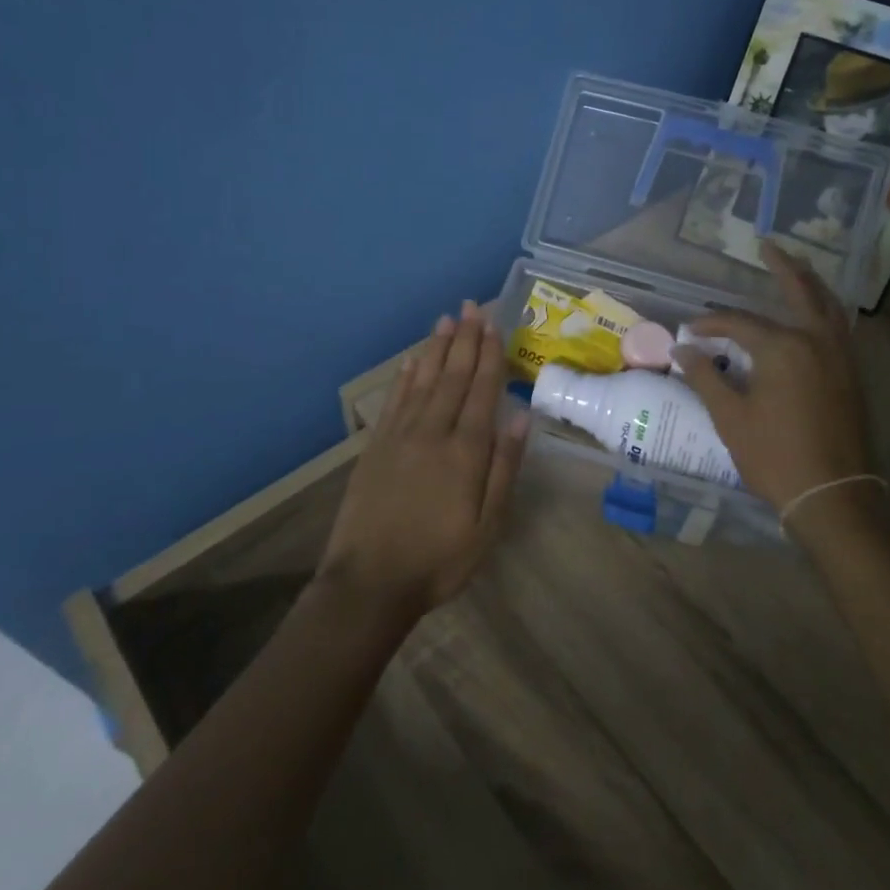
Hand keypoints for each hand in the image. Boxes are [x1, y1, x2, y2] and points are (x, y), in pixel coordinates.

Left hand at [317, 302, 529, 619]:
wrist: (370, 583)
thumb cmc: (440, 559)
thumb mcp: (488, 525)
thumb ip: (504, 467)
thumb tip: (519, 415)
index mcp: (465, 451)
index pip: (481, 390)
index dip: (489, 355)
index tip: (494, 324)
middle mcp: (433, 432)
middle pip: (453, 376)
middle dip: (465, 340)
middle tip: (472, 307)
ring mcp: (400, 436)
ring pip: (423, 381)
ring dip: (437, 349)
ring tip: (447, 320)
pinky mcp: (376, 447)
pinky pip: (395, 400)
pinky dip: (406, 376)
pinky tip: (414, 360)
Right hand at [673, 244, 873, 512]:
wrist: (832, 495)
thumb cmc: (774, 456)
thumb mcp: (730, 417)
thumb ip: (705, 376)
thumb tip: (681, 349)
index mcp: (783, 348)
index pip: (740, 323)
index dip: (710, 324)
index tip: (688, 331)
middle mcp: (816, 340)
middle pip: (801, 291)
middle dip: (783, 266)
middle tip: (767, 246)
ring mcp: (841, 356)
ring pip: (828, 305)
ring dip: (811, 283)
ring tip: (797, 267)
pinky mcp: (853, 374)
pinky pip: (840, 327)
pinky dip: (826, 309)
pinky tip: (816, 313)